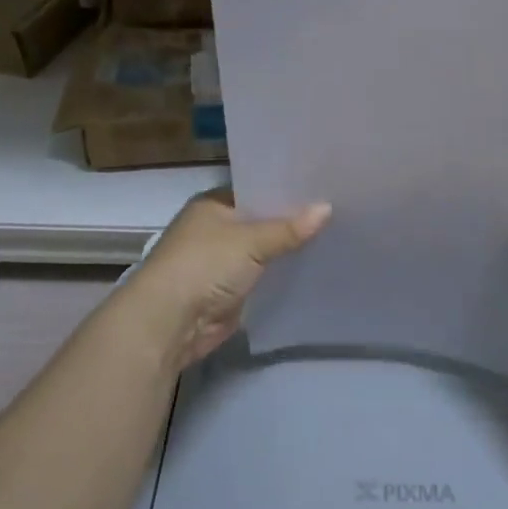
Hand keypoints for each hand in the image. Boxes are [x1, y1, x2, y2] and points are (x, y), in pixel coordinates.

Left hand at [125, 190, 330, 371]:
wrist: (170, 322)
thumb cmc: (204, 265)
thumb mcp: (250, 241)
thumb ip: (289, 228)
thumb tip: (327, 208)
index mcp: (213, 204)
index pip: (256, 189)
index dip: (286, 190)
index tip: (322, 186)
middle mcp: (216, 229)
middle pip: (261, 221)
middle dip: (292, 221)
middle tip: (337, 211)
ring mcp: (222, 262)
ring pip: (264, 251)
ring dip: (288, 250)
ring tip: (335, 236)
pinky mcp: (230, 291)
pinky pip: (263, 278)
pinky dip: (281, 276)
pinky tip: (314, 268)